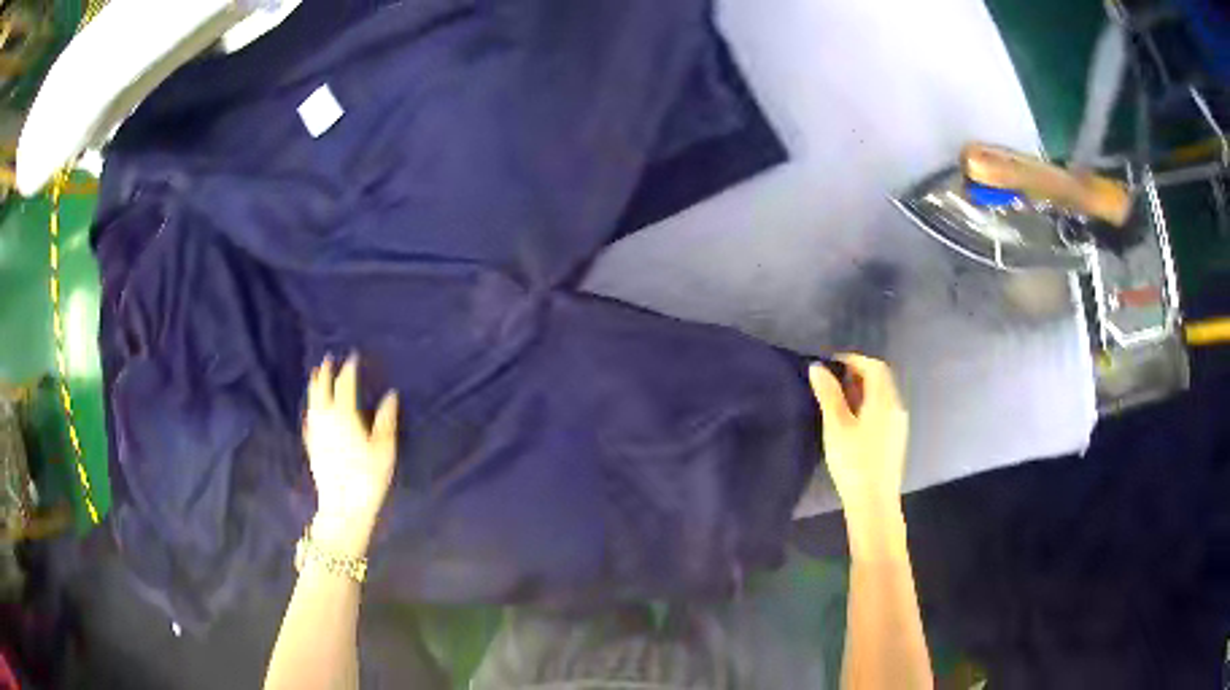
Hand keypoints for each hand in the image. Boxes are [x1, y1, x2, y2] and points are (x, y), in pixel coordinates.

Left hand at [304, 354, 399, 556]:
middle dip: (326, 373)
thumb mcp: (384, 448)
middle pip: (323, 390)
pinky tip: (310, 411)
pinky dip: (310, 410)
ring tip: (316, 376)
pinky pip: (308, 421)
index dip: (349, 369)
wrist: (343, 506)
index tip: (353, 357)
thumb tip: (391, 395)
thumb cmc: (368, 477)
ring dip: (315, 387)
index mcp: (345, 415)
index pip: (345, 385)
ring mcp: (316, 433)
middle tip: (328, 359)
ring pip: (312, 403)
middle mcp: (326, 419)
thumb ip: (386, 420)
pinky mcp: (311, 447)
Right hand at [809, 355, 908, 520]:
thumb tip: (817, 367)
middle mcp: (896, 407)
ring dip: (863, 390)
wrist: (874, 502)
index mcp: (884, 400)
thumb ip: (828, 394)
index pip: (874, 366)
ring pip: (883, 396)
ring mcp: (898, 424)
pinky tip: (854, 422)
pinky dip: (869, 405)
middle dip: (859, 373)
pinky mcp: (896, 439)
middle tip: (833, 380)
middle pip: (881, 379)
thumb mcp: (836, 426)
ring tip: (839, 400)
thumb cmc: (854, 462)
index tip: (832, 363)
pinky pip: (884, 410)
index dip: (854, 359)